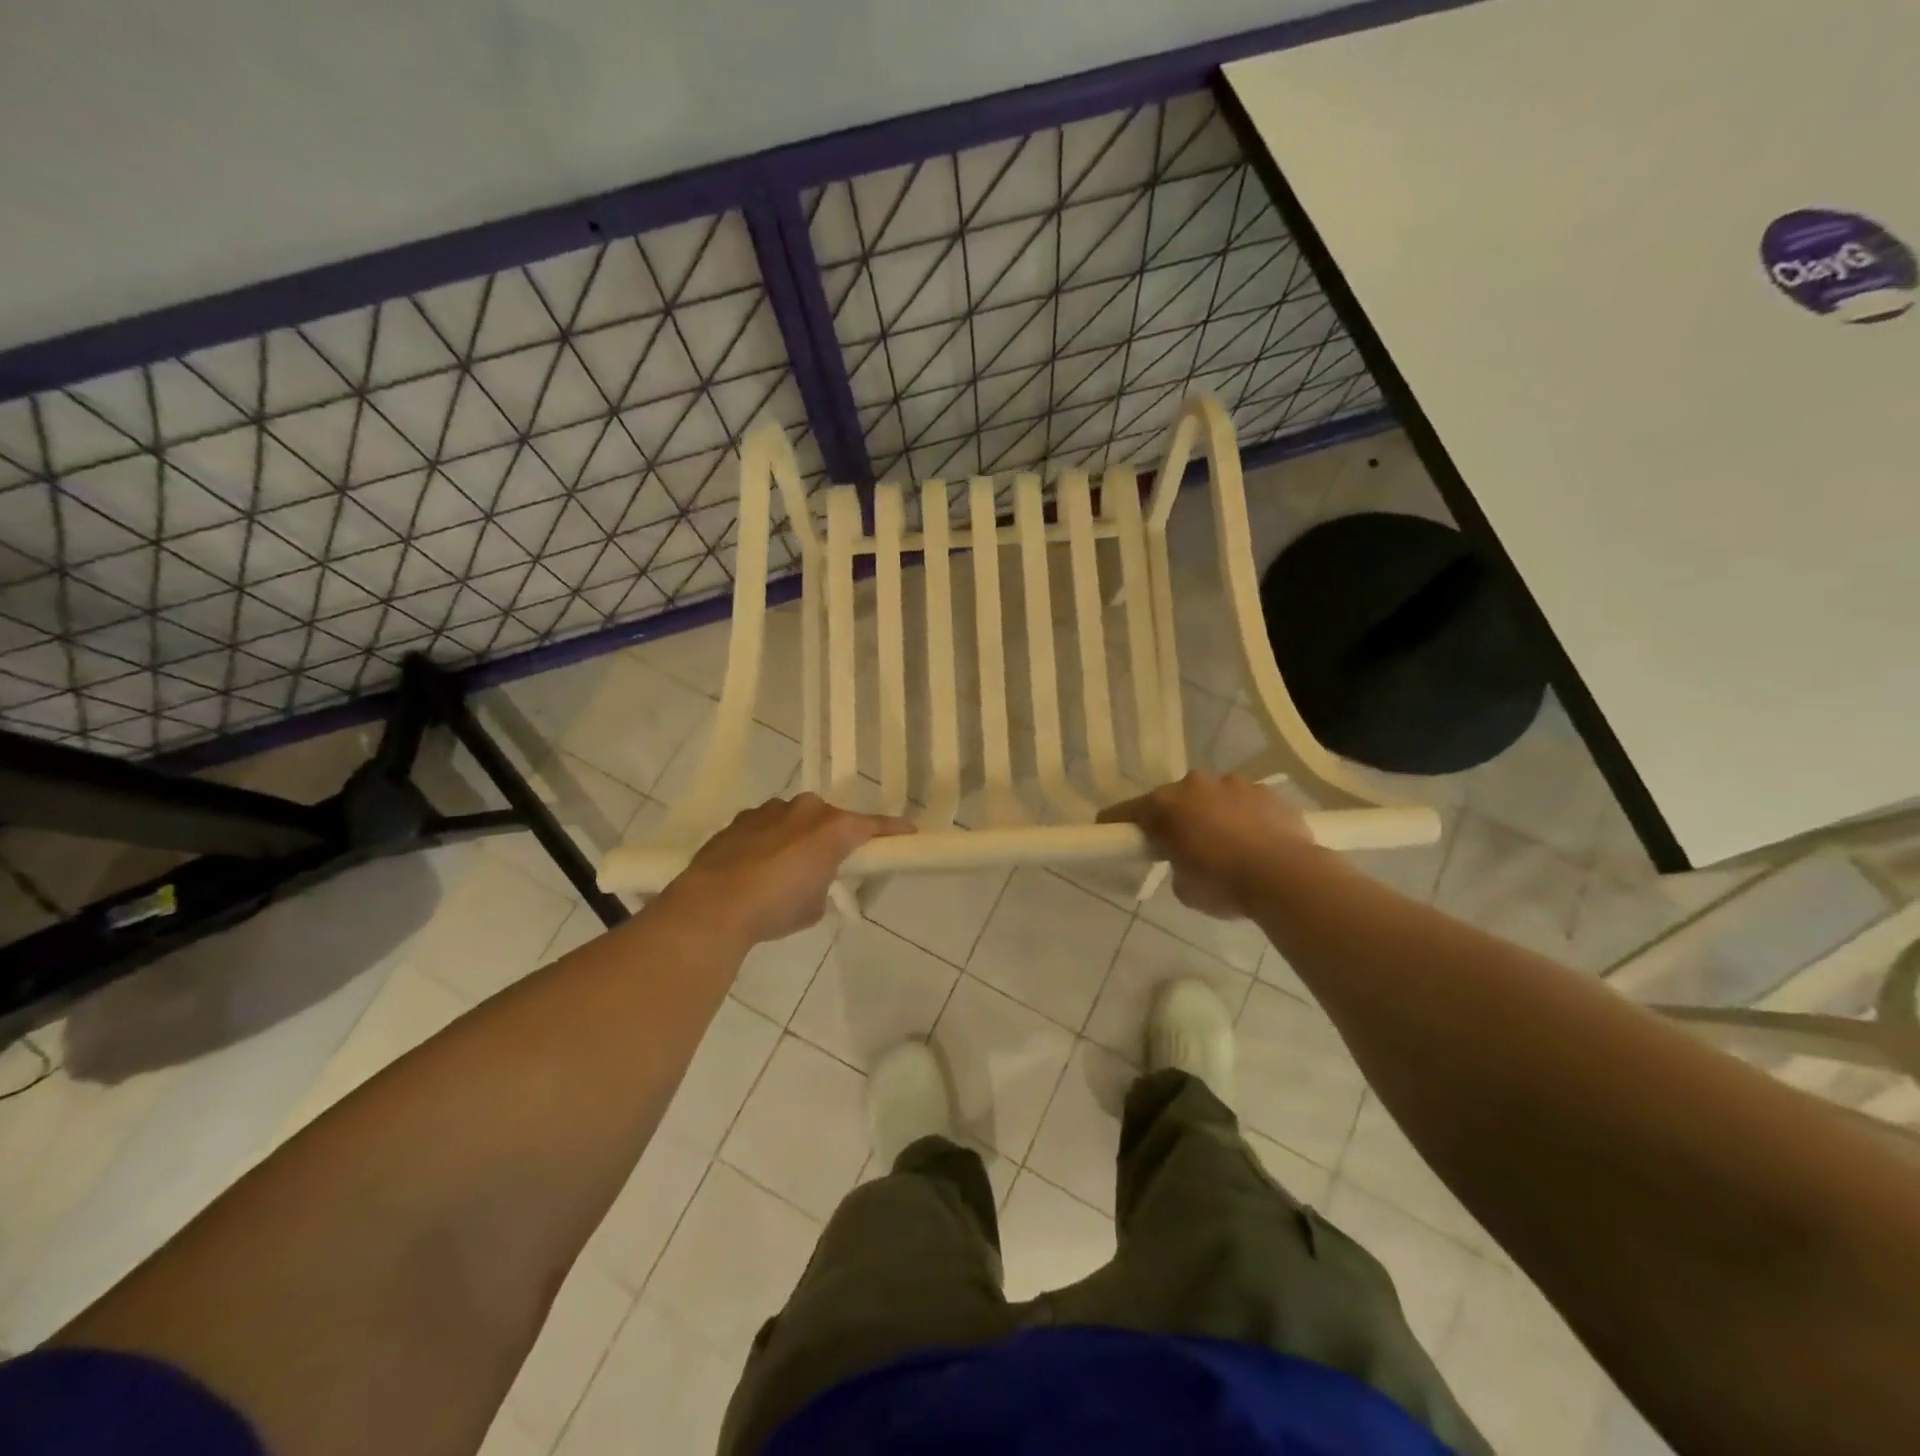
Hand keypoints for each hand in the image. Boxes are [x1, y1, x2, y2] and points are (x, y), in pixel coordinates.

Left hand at [666, 794, 914, 943]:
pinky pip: (766, 827)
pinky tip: (756, 868)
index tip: (909, 833)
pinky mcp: (740, 821)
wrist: (714, 905)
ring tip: (787, 869)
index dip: (892, 831)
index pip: (873, 826)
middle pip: (831, 818)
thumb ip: (823, 884)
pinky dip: (769, 842)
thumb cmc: (776, 908)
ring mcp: (769, 811)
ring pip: (795, 819)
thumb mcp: (815, 906)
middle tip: (833, 863)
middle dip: (834, 836)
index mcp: (833, 828)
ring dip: (798, 837)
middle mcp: (805, 810)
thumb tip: (812, 881)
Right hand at [1098, 771, 1310, 918]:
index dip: (1116, 824)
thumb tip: (1187, 858)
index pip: (1126, 812)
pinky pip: (1243, 802)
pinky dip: (1242, 817)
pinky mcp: (1266, 791)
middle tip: (1180, 847)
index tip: (1110, 833)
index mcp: (1165, 805)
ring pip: (1210, 797)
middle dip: (1173, 819)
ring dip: (1210, 815)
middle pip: (1172, 800)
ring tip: (1225, 845)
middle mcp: (1195, 785)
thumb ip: (1175, 864)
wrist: (1286, 877)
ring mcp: (1233, 783)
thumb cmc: (1223, 883)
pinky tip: (1254, 841)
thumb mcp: (1183, 887)